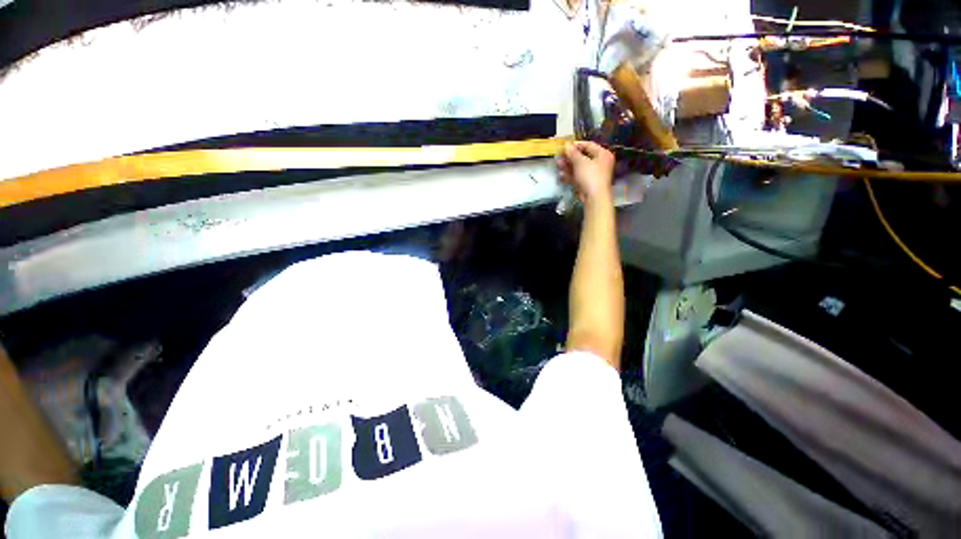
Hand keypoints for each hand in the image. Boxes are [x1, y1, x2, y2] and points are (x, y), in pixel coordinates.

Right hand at [556, 141, 614, 203]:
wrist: (594, 198)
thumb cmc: (591, 176)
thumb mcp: (580, 162)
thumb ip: (572, 153)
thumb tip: (566, 144)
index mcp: (603, 154)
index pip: (589, 145)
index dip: (576, 145)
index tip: (565, 146)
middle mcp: (599, 163)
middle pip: (582, 157)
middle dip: (569, 157)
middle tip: (559, 156)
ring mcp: (593, 174)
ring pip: (578, 167)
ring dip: (567, 166)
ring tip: (557, 164)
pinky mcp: (587, 183)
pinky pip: (577, 176)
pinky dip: (570, 175)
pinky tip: (561, 175)